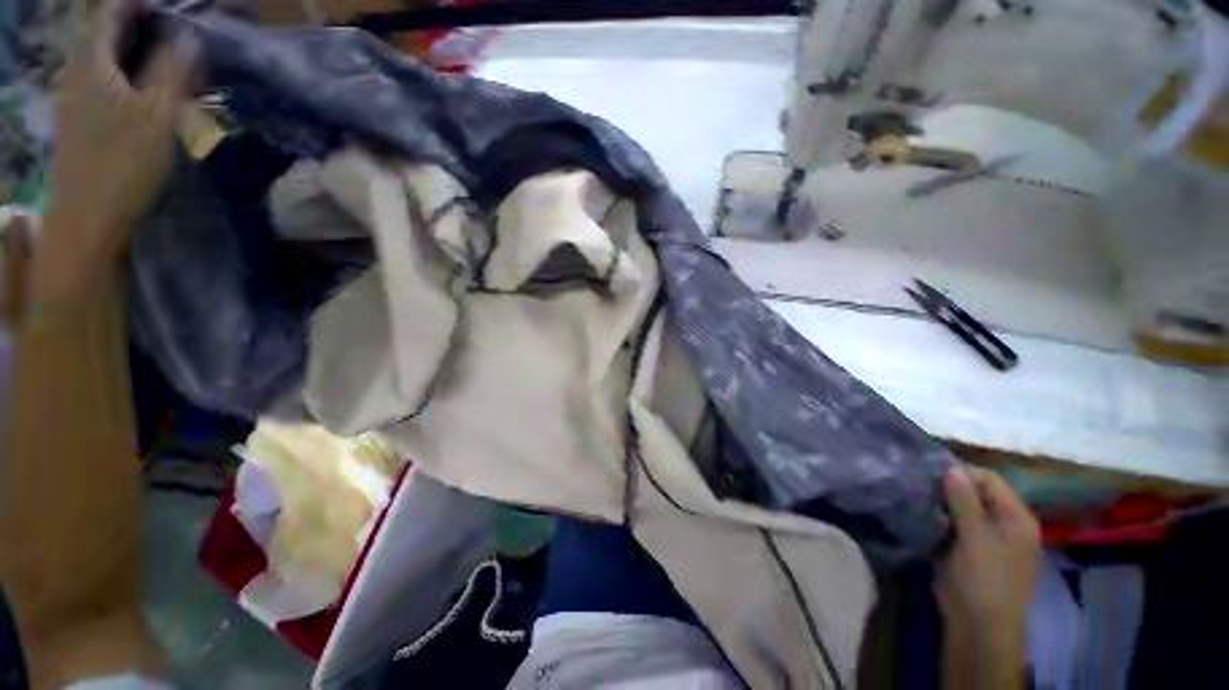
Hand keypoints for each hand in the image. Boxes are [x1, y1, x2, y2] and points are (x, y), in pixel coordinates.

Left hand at [36, 0, 195, 303]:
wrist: (88, 218)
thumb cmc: (122, 164)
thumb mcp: (158, 114)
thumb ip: (174, 70)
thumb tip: (191, 36)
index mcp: (91, 60)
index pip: (110, 10)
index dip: (139, 4)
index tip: (174, 12)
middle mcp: (78, 70)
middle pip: (107, 32)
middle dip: (143, 27)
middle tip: (180, 40)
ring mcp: (76, 95)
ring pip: (107, 57)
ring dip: (137, 54)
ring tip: (170, 67)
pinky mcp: (81, 119)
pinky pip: (105, 81)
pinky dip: (129, 77)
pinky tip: (149, 94)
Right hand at [936, 466, 1039, 688]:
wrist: (978, 624)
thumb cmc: (985, 578)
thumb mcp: (975, 536)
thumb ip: (963, 500)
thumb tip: (950, 467)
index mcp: (1015, 517)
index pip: (989, 479)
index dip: (961, 472)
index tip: (928, 469)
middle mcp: (1003, 523)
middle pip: (974, 493)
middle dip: (947, 487)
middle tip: (918, 482)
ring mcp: (984, 537)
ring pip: (959, 508)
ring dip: (939, 502)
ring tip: (914, 495)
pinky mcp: (966, 549)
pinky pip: (951, 524)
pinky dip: (937, 517)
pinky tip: (918, 513)